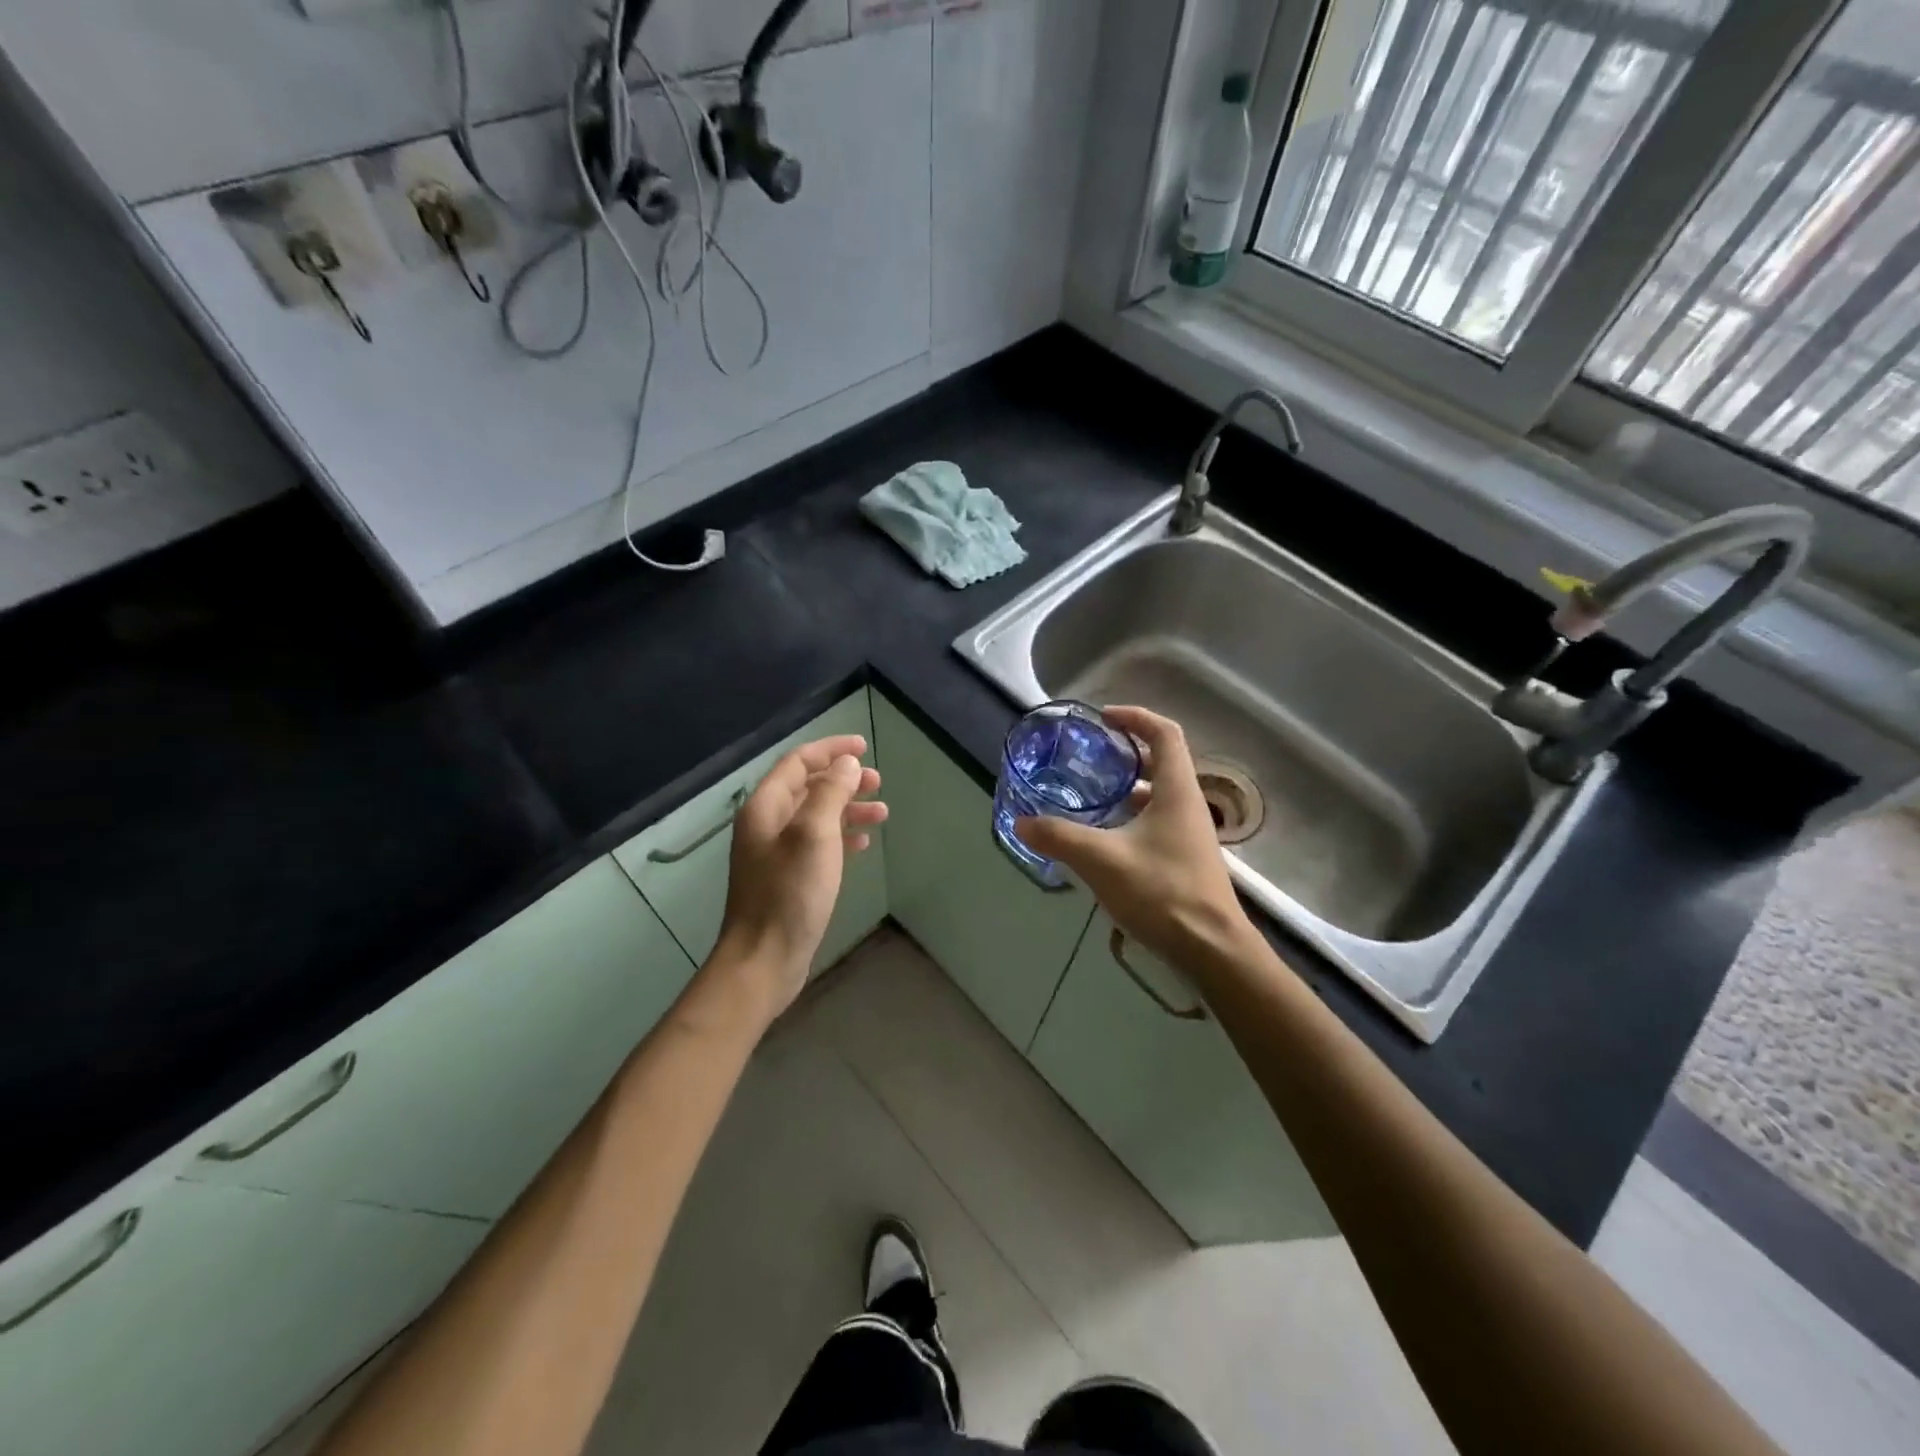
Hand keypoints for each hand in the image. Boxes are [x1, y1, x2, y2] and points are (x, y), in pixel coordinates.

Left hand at [714, 734, 886, 1017]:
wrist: (763, 959)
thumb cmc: (789, 894)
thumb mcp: (814, 835)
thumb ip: (830, 793)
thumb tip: (846, 764)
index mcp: (765, 807)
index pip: (798, 762)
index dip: (831, 750)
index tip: (864, 747)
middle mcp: (767, 824)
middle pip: (808, 787)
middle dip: (843, 779)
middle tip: (878, 782)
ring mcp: (776, 853)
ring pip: (816, 816)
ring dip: (847, 808)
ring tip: (881, 813)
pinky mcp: (788, 878)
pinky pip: (818, 843)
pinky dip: (841, 836)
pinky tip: (863, 843)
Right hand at [1014, 706, 1251, 969]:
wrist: (1210, 949)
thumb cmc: (1162, 892)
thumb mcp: (1101, 860)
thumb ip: (1059, 837)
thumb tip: (1021, 822)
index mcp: (1177, 791)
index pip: (1165, 733)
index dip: (1136, 718)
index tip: (1104, 718)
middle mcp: (1188, 805)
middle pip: (1162, 762)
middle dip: (1127, 753)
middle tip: (1092, 756)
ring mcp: (1189, 834)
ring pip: (1158, 796)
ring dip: (1128, 789)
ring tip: (1091, 795)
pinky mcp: (1185, 860)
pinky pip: (1156, 823)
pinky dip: (1130, 819)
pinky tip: (1104, 839)